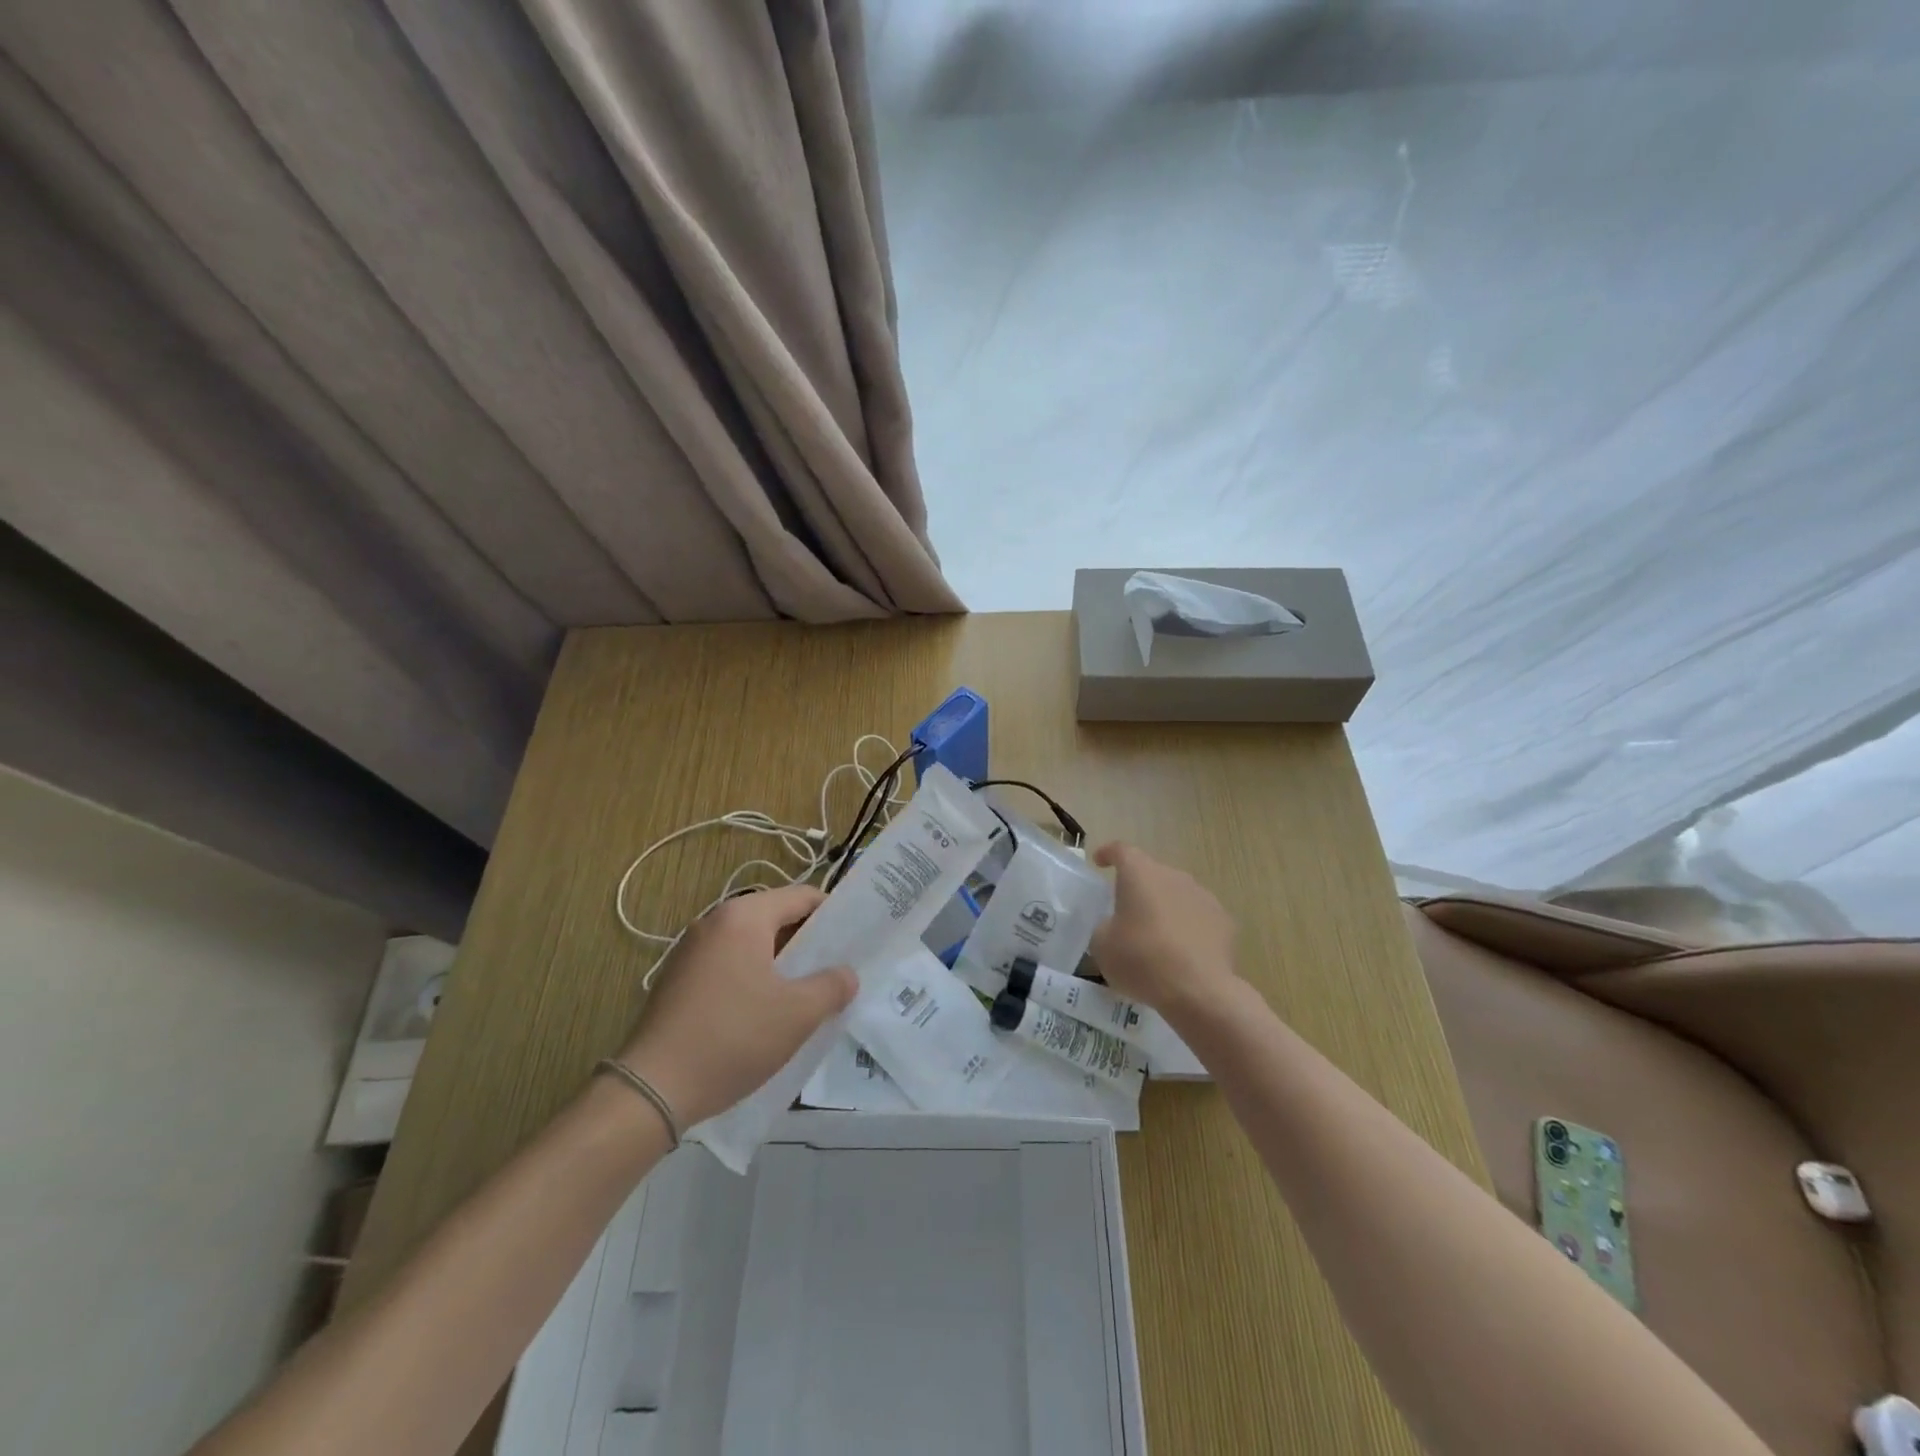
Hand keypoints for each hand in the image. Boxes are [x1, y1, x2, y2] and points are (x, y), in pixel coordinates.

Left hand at [616, 884, 855, 1128]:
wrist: (652, 1088)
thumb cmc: (733, 1038)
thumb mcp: (798, 1014)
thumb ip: (832, 986)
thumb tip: (846, 974)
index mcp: (744, 917)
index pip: (802, 896)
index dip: (834, 914)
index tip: (856, 939)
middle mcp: (714, 922)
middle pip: (775, 918)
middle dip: (808, 942)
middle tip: (836, 970)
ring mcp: (691, 951)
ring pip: (752, 945)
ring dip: (781, 964)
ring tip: (806, 995)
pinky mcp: (677, 980)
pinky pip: (729, 965)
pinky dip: (753, 978)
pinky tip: (765, 1014)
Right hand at [1090, 842, 1239, 1023]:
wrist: (1199, 991)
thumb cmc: (1142, 960)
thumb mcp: (1102, 946)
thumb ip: (1104, 926)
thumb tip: (1114, 925)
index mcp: (1140, 874)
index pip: (1121, 851)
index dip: (1108, 853)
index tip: (1100, 861)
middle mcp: (1173, 876)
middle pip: (1151, 873)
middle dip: (1138, 888)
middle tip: (1125, 913)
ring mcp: (1203, 896)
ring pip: (1176, 894)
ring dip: (1164, 908)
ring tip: (1155, 937)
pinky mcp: (1224, 921)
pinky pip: (1197, 917)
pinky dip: (1187, 928)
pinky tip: (1182, 953)